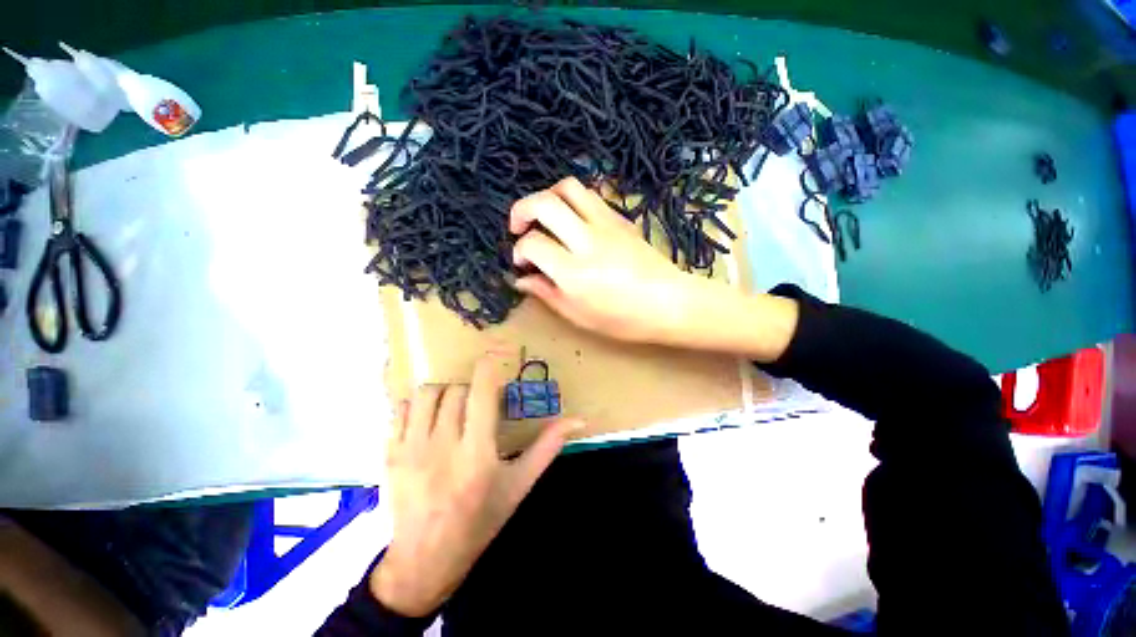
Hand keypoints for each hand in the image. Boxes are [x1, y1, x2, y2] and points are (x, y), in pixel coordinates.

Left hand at [370, 351, 583, 616]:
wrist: (426, 560)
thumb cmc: (480, 521)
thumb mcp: (519, 485)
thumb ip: (548, 447)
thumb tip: (579, 420)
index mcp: (477, 455)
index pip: (481, 395)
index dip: (487, 369)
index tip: (492, 355)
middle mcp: (442, 447)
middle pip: (456, 391)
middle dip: (471, 388)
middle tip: (478, 403)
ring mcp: (411, 449)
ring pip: (428, 394)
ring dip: (446, 392)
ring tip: (455, 407)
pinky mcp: (390, 454)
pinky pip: (401, 409)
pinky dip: (418, 404)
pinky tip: (429, 418)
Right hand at [511, 177, 712, 343]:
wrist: (671, 303)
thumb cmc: (624, 320)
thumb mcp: (579, 316)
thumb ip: (547, 293)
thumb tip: (521, 279)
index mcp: (574, 272)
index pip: (532, 244)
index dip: (519, 252)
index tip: (523, 263)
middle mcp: (587, 240)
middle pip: (544, 203)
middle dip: (521, 210)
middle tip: (519, 228)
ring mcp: (607, 224)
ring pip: (568, 187)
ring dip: (548, 196)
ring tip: (545, 217)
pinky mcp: (621, 218)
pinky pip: (591, 196)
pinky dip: (572, 202)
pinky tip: (573, 222)